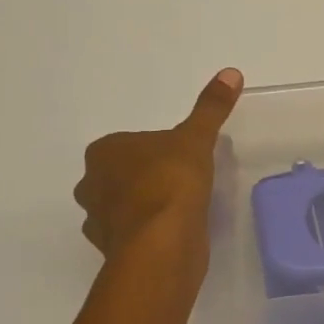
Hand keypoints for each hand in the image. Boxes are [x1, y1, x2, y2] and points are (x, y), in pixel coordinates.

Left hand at [74, 69, 242, 260]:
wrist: (162, 243)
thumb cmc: (171, 182)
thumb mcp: (196, 138)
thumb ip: (211, 108)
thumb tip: (231, 72)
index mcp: (103, 152)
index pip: (129, 144)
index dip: (156, 150)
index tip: (181, 158)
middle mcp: (92, 184)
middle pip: (121, 175)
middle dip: (144, 178)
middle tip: (181, 182)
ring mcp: (98, 221)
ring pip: (122, 207)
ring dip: (143, 207)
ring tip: (178, 209)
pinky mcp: (113, 251)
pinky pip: (130, 235)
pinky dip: (146, 233)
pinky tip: (172, 232)